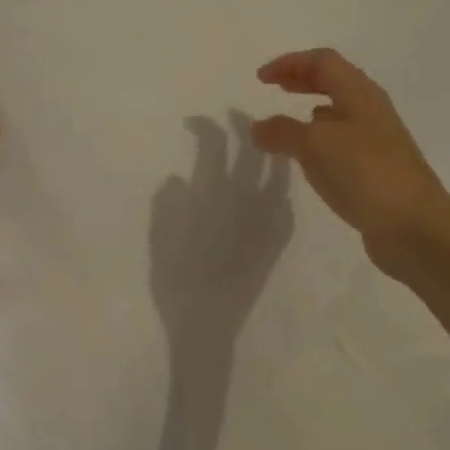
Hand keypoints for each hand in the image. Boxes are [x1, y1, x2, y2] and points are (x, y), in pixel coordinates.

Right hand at [149, 113, 293, 343]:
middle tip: (238, 118)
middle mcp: (246, 204)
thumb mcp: (162, 244)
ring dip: (271, 153)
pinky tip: (276, 184)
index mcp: (215, 199)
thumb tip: (178, 179)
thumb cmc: (179, 287)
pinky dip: (281, 187)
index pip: (217, 148)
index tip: (198, 123)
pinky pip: (286, 204)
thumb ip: (167, 209)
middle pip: (254, 153)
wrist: (213, 330)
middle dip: (248, 129)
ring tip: (265, 141)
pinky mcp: (278, 242)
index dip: (209, 129)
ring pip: (277, 174)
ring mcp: (268, 223)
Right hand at [250, 49, 449, 276]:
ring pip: (341, 114)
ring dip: (312, 112)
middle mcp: (372, 112)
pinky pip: (343, 145)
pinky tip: (310, 160)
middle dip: (303, 81)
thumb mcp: (315, 145)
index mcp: (361, 94)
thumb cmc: (365, 173)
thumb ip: (283, 131)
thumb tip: (259, 127)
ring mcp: (378, 143)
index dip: (291, 63)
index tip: (261, 79)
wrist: (414, 226)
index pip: (324, 62)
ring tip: (288, 125)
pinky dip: (321, 143)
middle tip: (275, 88)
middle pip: (335, 83)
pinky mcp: (377, 172)